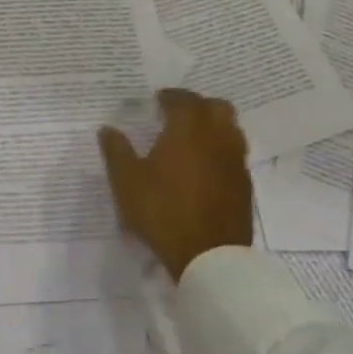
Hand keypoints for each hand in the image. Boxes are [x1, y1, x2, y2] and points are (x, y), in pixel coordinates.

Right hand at [98, 89, 253, 280]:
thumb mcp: (126, 182)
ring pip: (231, 130)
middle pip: (217, 107)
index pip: (184, 100)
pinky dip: (220, 151)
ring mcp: (235, 163)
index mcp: (187, 131)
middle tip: (177, 115)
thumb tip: (107, 129)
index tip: (157, 100)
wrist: (209, 256)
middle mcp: (217, 139)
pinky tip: (204, 167)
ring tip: (192, 139)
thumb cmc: (162, 211)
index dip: (170, 97)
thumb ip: (116, 151)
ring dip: (213, 126)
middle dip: (198, 105)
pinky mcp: (244, 186)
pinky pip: (235, 155)